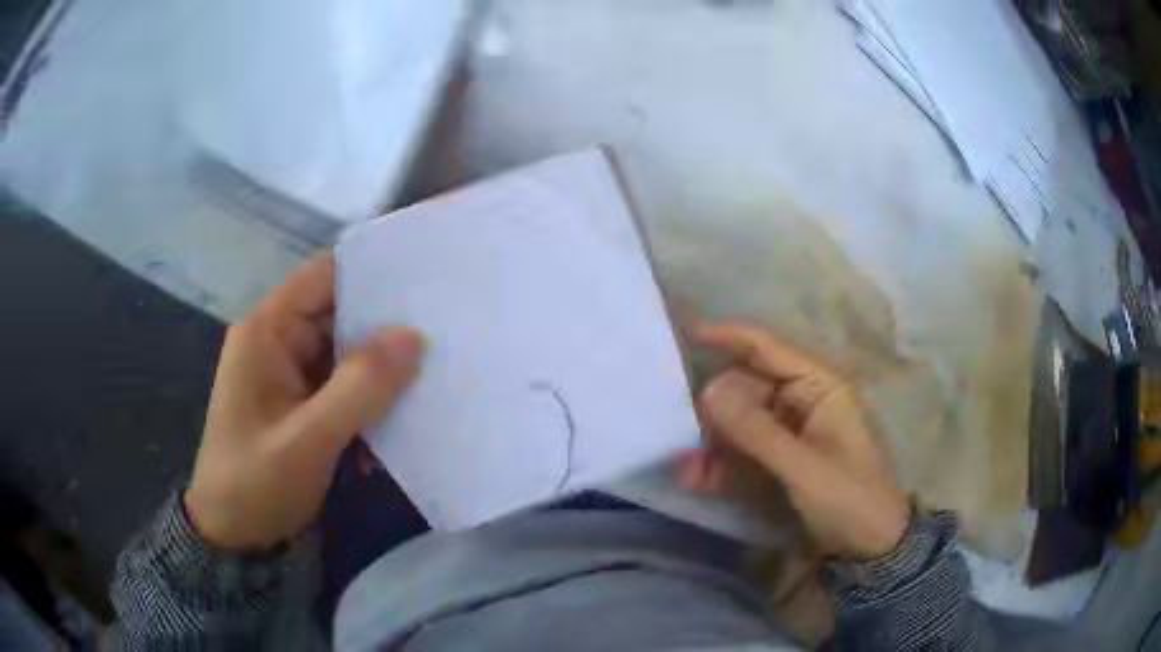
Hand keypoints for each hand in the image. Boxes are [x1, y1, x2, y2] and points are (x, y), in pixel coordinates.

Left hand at [184, 252, 424, 550]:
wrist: (234, 538)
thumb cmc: (257, 484)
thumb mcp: (309, 440)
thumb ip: (360, 387)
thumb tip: (415, 336)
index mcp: (267, 332)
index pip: (324, 276)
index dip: (372, 274)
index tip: (425, 287)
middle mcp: (277, 341)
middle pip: (339, 313)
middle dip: (384, 330)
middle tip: (441, 341)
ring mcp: (288, 373)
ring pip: (345, 353)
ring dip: (379, 373)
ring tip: (426, 387)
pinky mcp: (298, 402)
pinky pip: (341, 386)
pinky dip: (366, 402)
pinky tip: (390, 429)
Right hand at [681, 323, 908, 559]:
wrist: (868, 547)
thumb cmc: (850, 498)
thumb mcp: (804, 467)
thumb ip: (757, 432)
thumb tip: (708, 391)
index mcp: (820, 388)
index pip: (770, 349)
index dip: (729, 337)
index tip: (687, 333)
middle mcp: (801, 402)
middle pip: (747, 388)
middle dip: (714, 408)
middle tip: (682, 430)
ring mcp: (788, 434)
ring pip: (739, 424)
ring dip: (711, 443)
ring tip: (684, 466)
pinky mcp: (777, 462)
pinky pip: (741, 453)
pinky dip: (719, 465)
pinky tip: (695, 480)